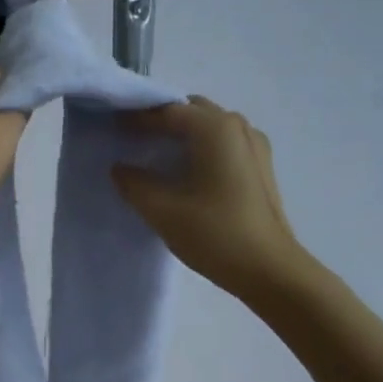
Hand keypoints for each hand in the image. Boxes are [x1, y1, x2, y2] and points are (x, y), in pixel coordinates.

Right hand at [112, 96, 310, 301]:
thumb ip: (135, 184)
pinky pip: (224, 145)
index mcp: (216, 129)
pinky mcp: (260, 169)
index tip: (112, 128)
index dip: (138, 118)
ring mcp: (255, 147)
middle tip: (133, 140)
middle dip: (162, 121)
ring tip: (156, 157)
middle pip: (192, 112)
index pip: (168, 111)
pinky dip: (200, 149)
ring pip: (210, 128)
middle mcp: (239, 128)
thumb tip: (120, 168)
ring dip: (183, 135)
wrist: (270, 270)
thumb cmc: (216, 234)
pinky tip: (186, 174)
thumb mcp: (163, 210)